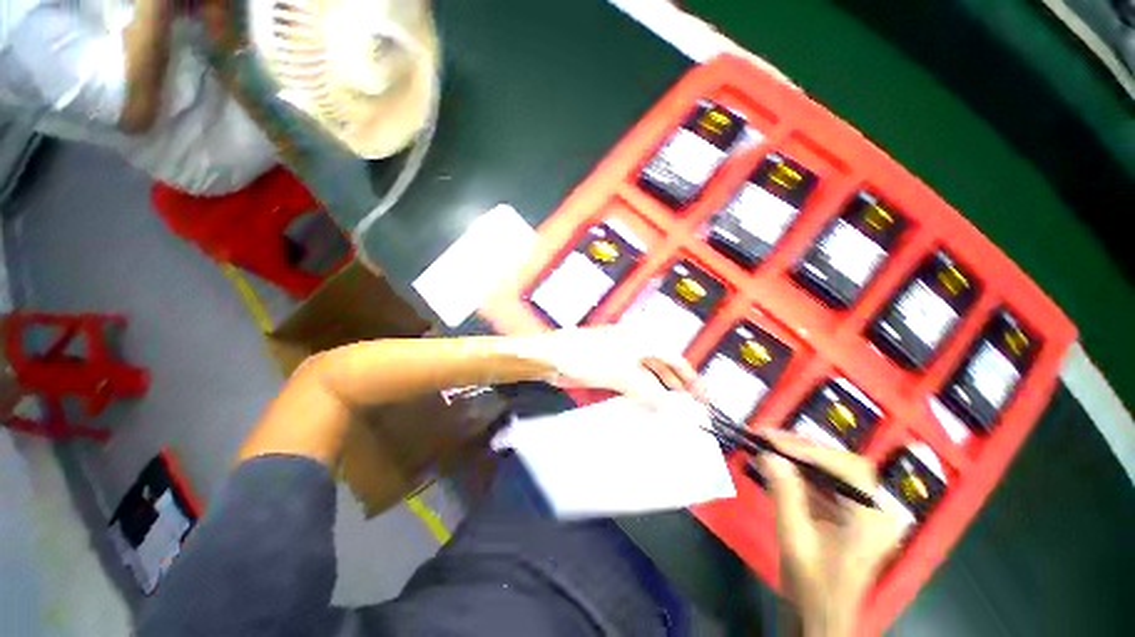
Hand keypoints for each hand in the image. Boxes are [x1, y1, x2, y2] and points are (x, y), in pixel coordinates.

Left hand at [515, 326, 704, 408]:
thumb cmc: (589, 357)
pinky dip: (641, 397)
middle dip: (676, 386)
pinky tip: (646, 410)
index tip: (702, 397)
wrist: (554, 357)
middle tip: (690, 409)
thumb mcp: (622, 373)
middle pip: (662, 367)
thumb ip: (647, 390)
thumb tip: (667, 409)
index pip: (673, 358)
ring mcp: (621, 359)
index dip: (690, 377)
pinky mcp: (609, 371)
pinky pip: (632, 385)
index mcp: (641, 340)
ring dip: (658, 393)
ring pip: (647, 377)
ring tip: (671, 414)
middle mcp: (634, 347)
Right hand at [759, 432, 905, 636]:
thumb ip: (785, 494)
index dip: (811, 450)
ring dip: (800, 456)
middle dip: (804, 448)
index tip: (774, 441)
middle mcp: (875, 509)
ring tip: (769, 445)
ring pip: (834, 470)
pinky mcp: (849, 514)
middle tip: (769, 437)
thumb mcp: (796, 540)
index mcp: (872, 519)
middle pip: (843, 464)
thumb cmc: (813, 585)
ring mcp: (864, 511)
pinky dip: (801, 471)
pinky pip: (826, 484)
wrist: (822, 616)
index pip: (849, 468)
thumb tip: (769, 456)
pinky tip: (779, 466)